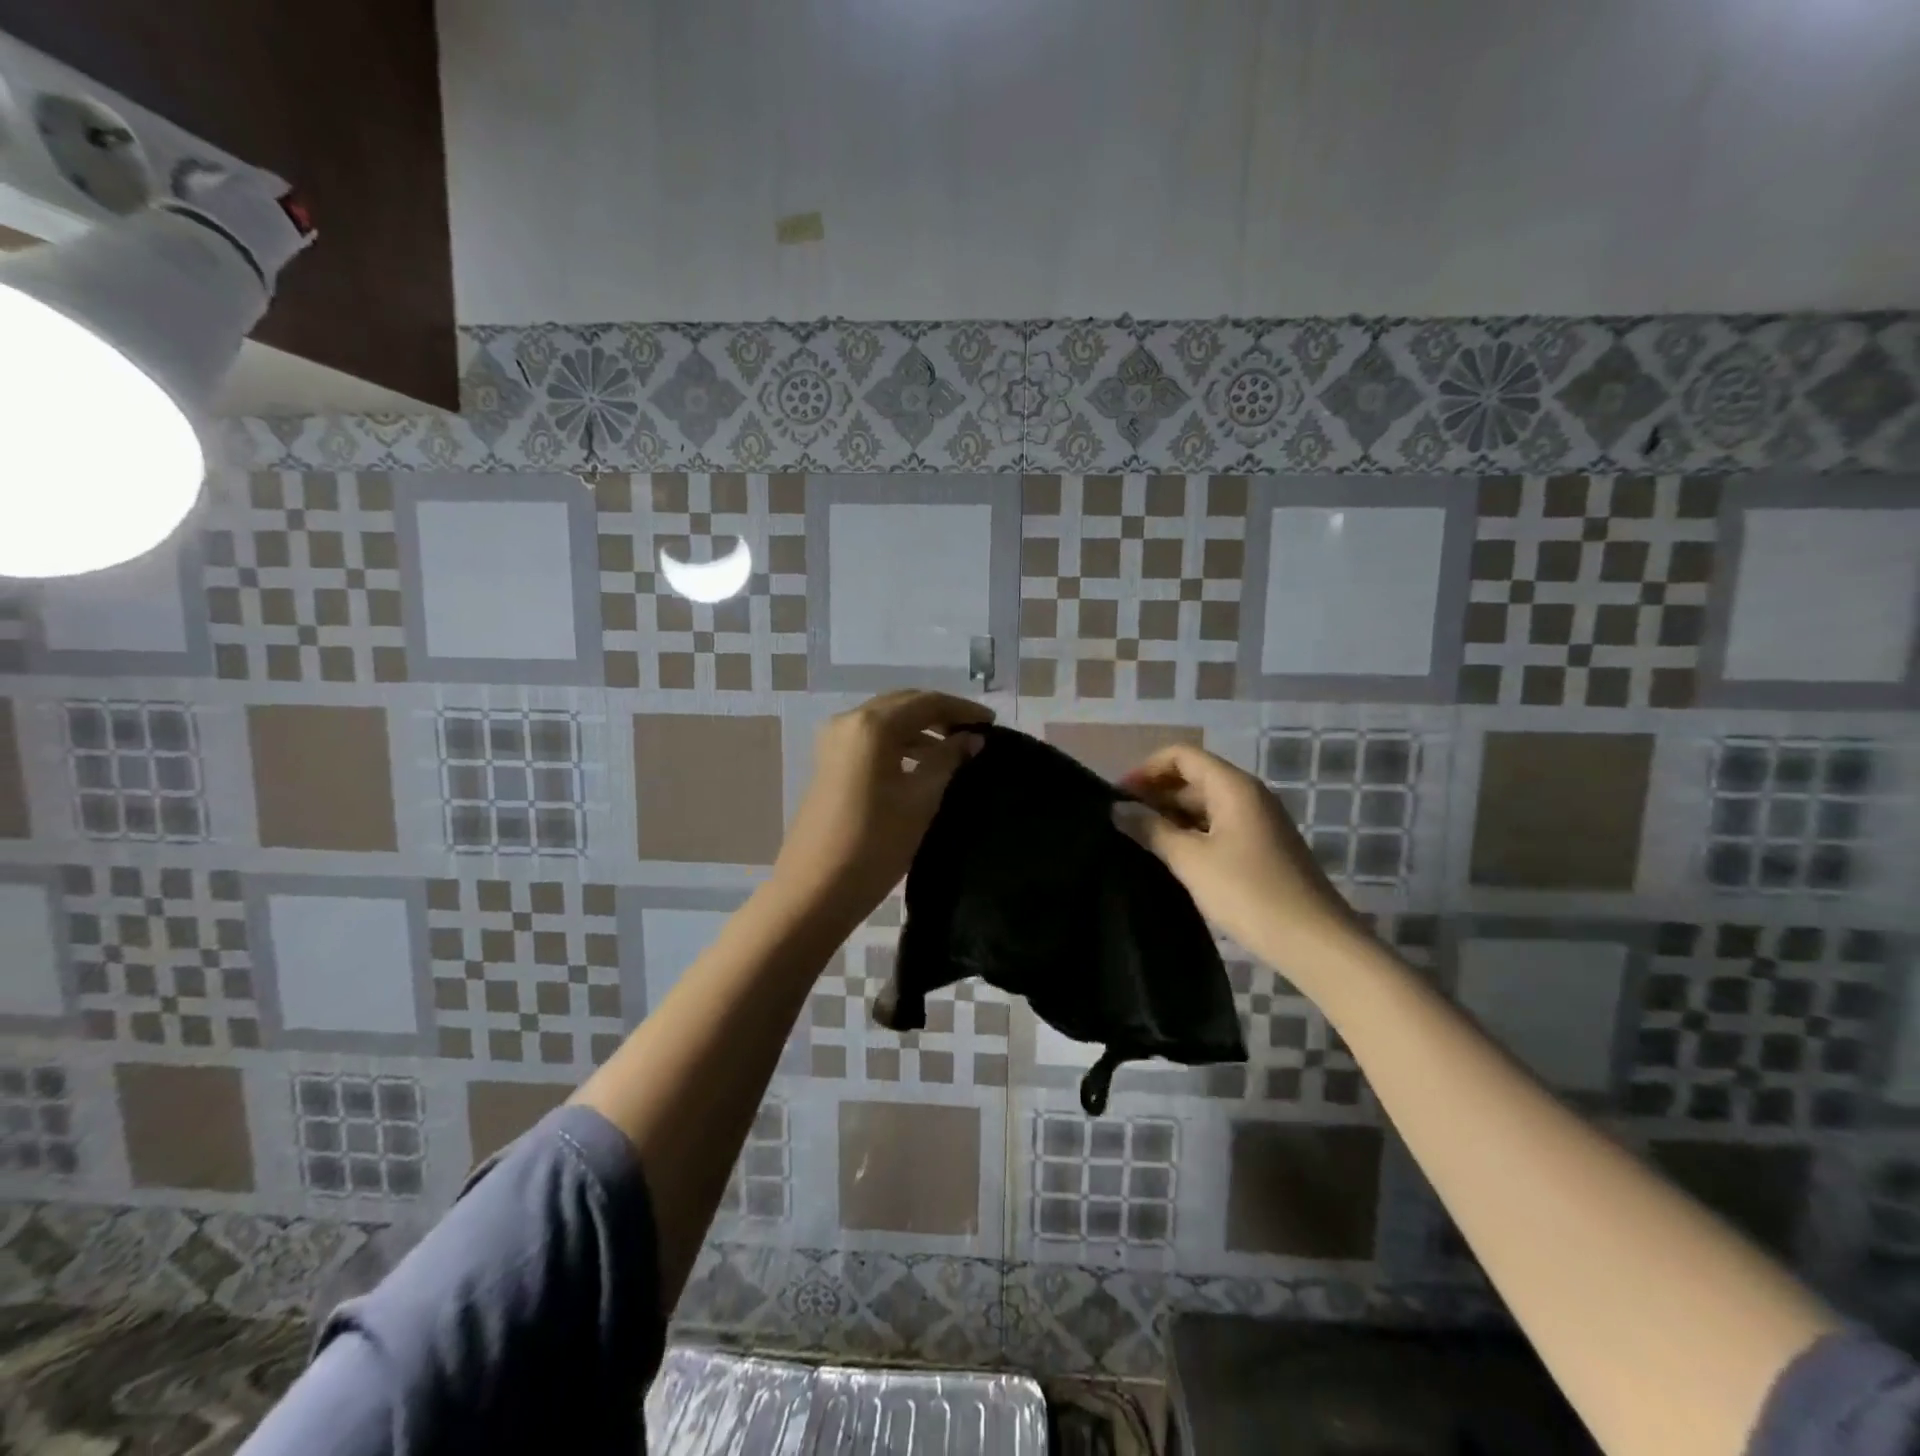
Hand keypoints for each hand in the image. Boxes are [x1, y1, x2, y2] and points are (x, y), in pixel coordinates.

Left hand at [773, 689, 993, 922]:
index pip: (927, 702)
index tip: (993, 724)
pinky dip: (900, 743)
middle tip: (975, 732)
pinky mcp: (830, 762)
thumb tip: (972, 739)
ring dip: (921, 729)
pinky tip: (922, 763)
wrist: (815, 890)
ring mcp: (834, 742)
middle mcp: (849, 721)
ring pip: (887, 721)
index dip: (963, 710)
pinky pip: (872, 739)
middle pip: (903, 704)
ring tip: (955, 749)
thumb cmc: (874, 843)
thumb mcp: (920, 800)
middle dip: (941, 714)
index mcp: (872, 725)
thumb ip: (948, 760)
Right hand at [1113, 743, 1361, 977]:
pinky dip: (1189, 834)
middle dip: (1154, 794)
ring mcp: (1256, 822)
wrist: (1314, 941)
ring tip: (1137, 840)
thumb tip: (1118, 810)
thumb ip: (1151, 829)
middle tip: (1119, 822)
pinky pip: (1216, 827)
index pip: (1181, 755)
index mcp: (1233, 786)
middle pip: (1192, 777)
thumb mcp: (1190, 860)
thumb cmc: (1248, 892)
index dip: (1146, 769)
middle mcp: (1247, 795)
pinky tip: (1168, 857)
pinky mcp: (1260, 848)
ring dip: (1170, 817)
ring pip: (1203, 805)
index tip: (1118, 797)